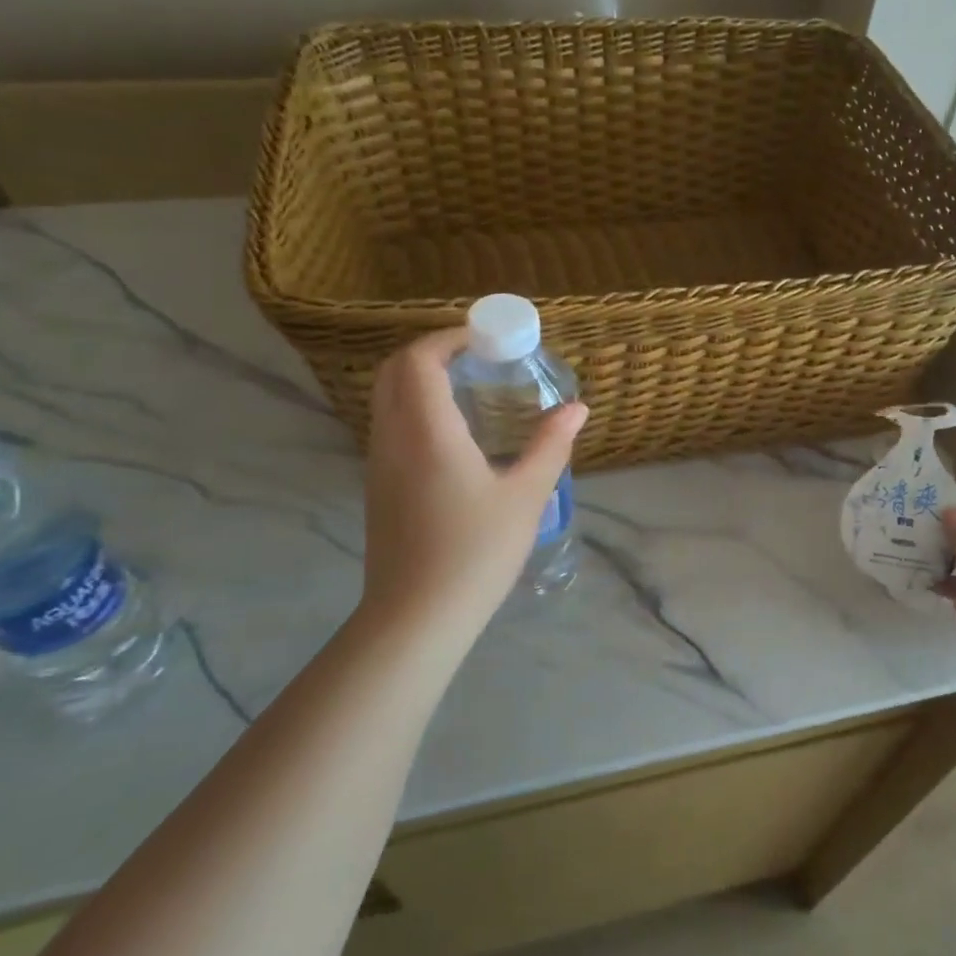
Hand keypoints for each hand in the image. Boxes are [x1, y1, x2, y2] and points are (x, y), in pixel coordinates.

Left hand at [355, 329, 586, 642]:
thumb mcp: (526, 496)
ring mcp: (379, 463)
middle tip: (478, 359)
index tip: (485, 340)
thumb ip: (551, 445)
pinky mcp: (378, 486)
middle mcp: (393, 438)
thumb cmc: (476, 552)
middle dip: (432, 353)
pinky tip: (454, 435)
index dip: (448, 339)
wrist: (417, 616)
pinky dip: (415, 409)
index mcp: (427, 432)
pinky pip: (389, 426)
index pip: (419, 360)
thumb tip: (577, 408)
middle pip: (394, 372)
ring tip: (471, 391)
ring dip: (421, 381)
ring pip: (387, 399)